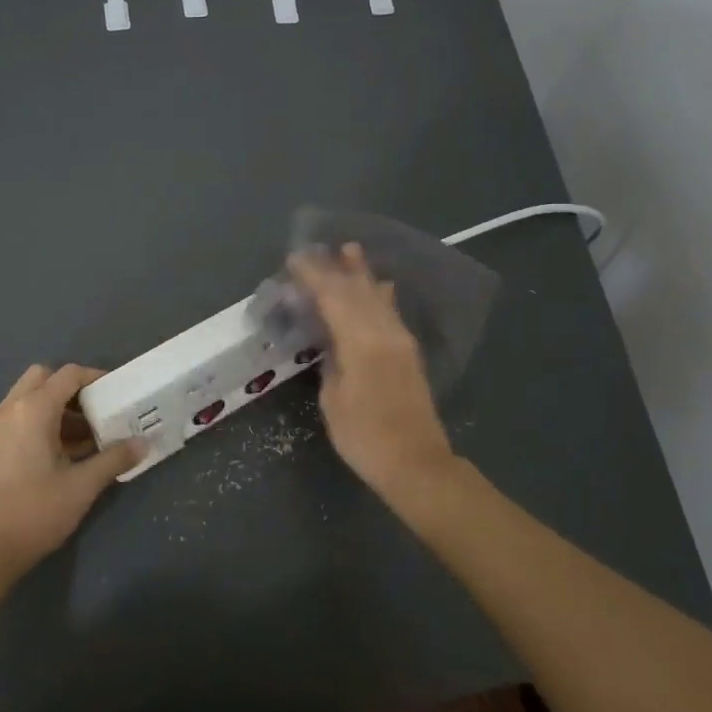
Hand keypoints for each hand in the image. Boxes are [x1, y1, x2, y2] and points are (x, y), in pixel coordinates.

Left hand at [0, 364, 143, 574]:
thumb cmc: (36, 511)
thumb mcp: (83, 485)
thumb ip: (114, 458)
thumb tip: (143, 443)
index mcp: (33, 409)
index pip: (68, 375)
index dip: (95, 378)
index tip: (116, 393)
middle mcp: (10, 408)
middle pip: (44, 377)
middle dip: (72, 388)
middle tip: (96, 410)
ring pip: (29, 396)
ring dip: (57, 406)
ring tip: (86, 435)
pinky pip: (19, 415)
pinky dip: (41, 420)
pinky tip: (63, 451)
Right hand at [288, 244, 459, 508]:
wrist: (416, 463)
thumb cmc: (365, 437)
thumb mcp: (333, 400)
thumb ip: (331, 360)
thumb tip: (329, 338)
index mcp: (361, 341)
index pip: (333, 296)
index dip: (313, 275)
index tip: (294, 259)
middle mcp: (384, 332)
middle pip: (357, 290)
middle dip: (336, 268)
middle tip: (316, 249)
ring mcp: (400, 340)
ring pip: (377, 296)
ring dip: (362, 274)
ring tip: (350, 250)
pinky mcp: (409, 352)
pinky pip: (390, 312)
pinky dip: (380, 295)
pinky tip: (381, 285)